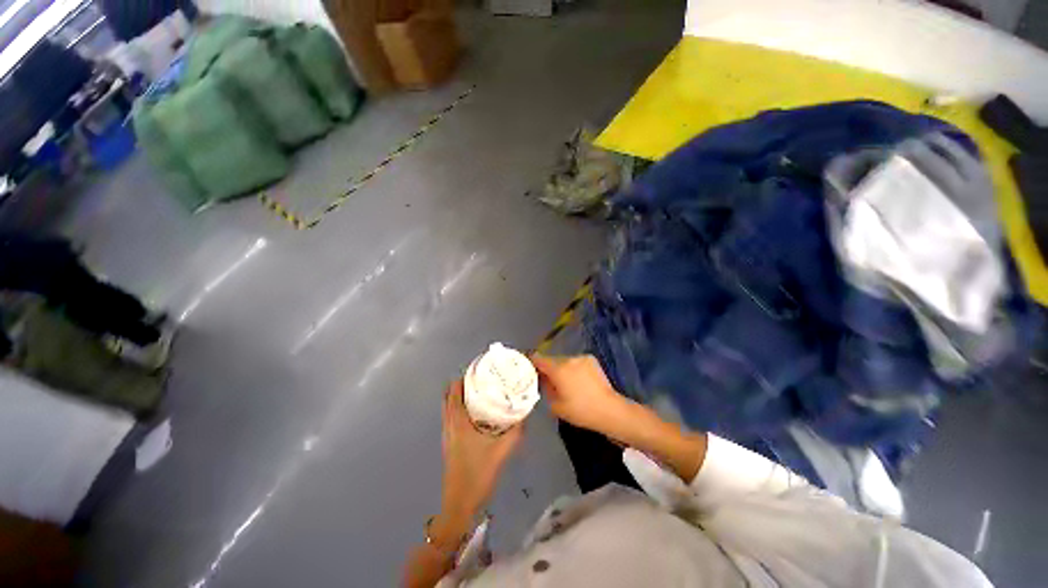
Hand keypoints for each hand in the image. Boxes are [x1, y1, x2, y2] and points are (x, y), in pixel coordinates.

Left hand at [439, 380, 522, 526]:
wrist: (460, 503)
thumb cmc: (479, 473)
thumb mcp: (502, 450)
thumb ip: (516, 431)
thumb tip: (525, 413)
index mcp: (458, 421)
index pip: (454, 391)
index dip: (462, 378)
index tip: (477, 370)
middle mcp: (449, 424)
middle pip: (448, 396)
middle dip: (461, 385)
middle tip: (480, 379)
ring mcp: (446, 434)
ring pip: (448, 407)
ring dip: (459, 396)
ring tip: (478, 391)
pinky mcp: (448, 443)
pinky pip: (450, 417)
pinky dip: (458, 408)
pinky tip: (474, 414)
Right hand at [530, 354, 632, 441]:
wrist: (609, 409)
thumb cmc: (580, 411)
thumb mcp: (556, 405)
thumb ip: (546, 389)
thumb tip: (542, 380)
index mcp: (558, 369)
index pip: (538, 358)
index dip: (531, 361)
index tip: (527, 367)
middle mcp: (568, 359)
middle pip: (551, 360)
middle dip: (548, 368)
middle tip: (547, 380)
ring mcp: (581, 357)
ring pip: (564, 361)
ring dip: (561, 368)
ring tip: (565, 382)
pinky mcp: (591, 359)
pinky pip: (575, 362)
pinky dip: (573, 368)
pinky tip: (578, 380)